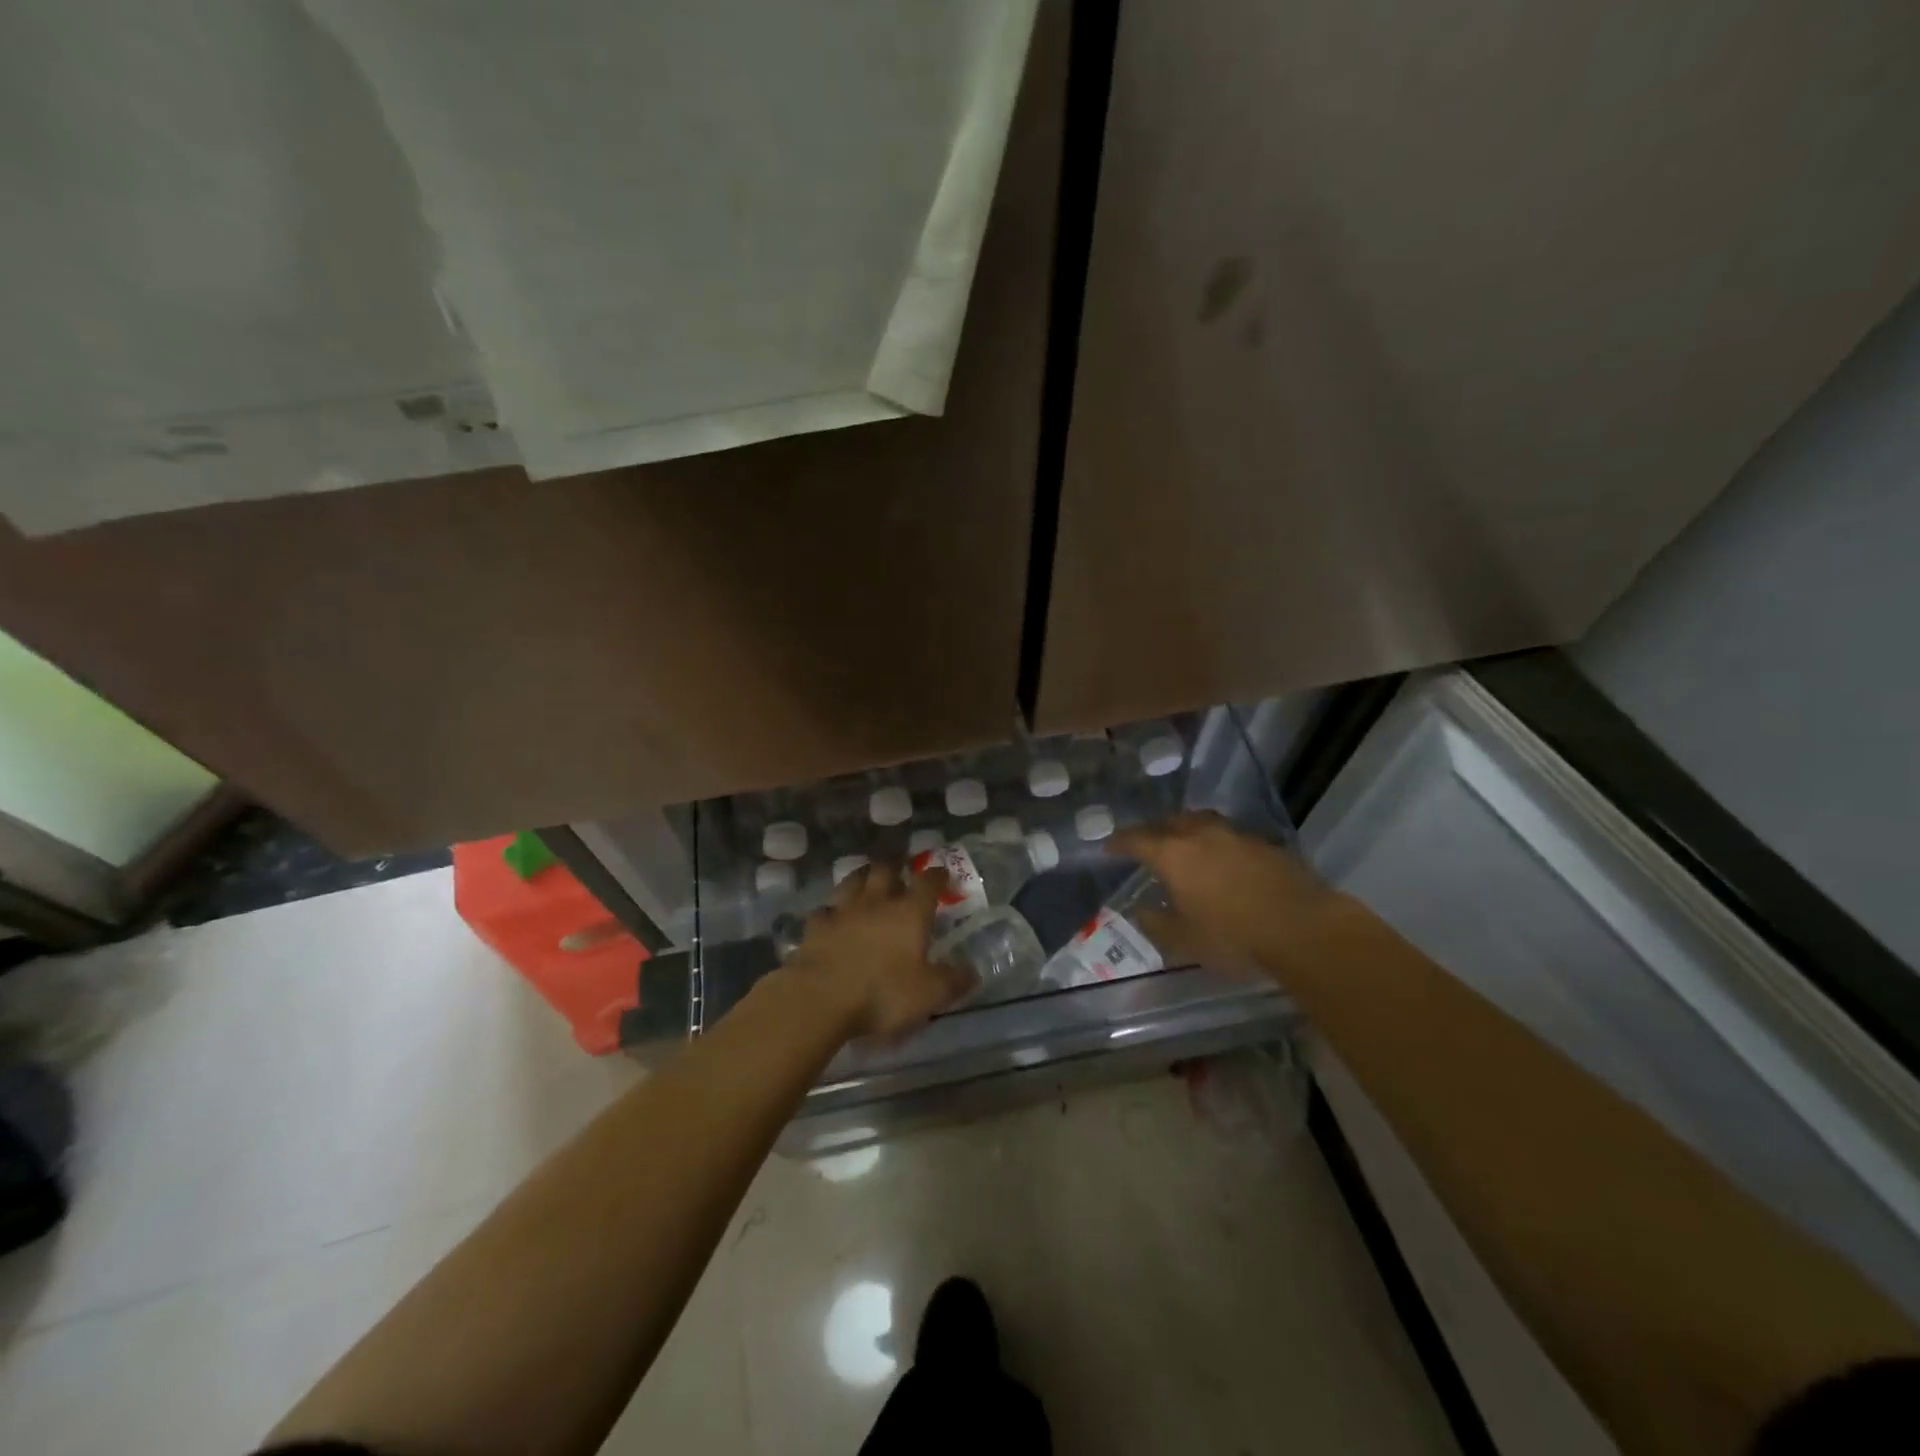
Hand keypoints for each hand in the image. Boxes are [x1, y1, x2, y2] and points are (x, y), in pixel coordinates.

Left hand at [787, 861, 973, 1040]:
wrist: (820, 999)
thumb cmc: (882, 994)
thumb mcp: (929, 995)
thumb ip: (953, 981)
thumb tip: (973, 972)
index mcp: (910, 913)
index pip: (928, 882)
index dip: (937, 875)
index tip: (942, 874)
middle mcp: (877, 902)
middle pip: (886, 870)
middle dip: (896, 865)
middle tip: (901, 869)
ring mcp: (843, 910)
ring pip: (854, 880)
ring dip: (863, 876)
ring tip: (868, 878)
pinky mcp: (816, 926)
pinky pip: (825, 909)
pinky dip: (832, 910)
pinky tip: (833, 916)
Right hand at [1109, 813, 1339, 980]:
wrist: (1304, 930)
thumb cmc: (1233, 938)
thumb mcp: (1184, 941)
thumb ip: (1156, 923)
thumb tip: (1142, 910)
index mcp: (1174, 855)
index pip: (1137, 839)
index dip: (1120, 842)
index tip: (1109, 846)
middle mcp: (1202, 835)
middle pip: (1171, 822)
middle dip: (1154, 830)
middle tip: (1147, 842)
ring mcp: (1237, 836)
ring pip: (1203, 823)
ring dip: (1188, 829)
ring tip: (1184, 843)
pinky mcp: (1265, 845)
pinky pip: (1230, 836)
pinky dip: (1217, 843)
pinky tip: (1222, 859)